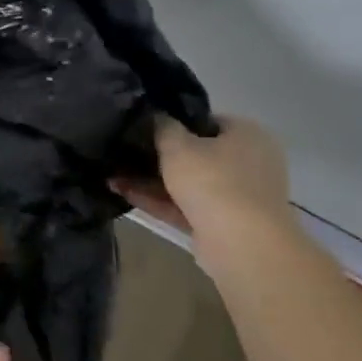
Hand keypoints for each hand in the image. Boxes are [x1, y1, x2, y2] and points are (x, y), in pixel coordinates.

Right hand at [112, 115, 294, 243]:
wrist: (243, 245)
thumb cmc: (213, 181)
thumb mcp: (177, 145)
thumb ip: (162, 126)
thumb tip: (156, 115)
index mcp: (248, 135)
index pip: (206, 121)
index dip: (174, 122)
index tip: (144, 125)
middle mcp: (249, 163)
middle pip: (196, 154)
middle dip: (157, 156)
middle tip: (124, 151)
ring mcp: (237, 196)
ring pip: (188, 183)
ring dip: (150, 180)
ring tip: (112, 175)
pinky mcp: (223, 224)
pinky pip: (185, 206)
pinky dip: (157, 200)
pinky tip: (122, 193)